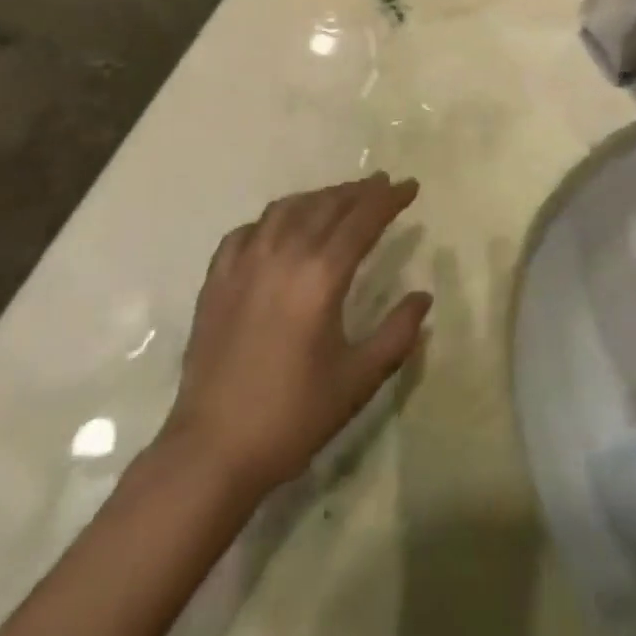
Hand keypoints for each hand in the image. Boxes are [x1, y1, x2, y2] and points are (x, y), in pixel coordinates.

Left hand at [163, 174, 429, 496]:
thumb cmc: (292, 417)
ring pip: (287, 209)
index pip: (363, 219)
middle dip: (359, 191)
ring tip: (338, 198)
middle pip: (327, 205)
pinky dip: (273, 219)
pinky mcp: (217, 278)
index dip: (389, 199)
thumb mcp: (357, 380)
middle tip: (382, 185)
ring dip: (319, 197)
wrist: (212, 451)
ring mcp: (245, 262)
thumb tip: (423, 297)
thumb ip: (396, 334)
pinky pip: (249, 230)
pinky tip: (280, 228)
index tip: (410, 186)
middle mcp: (283, 254)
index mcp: (320, 276)